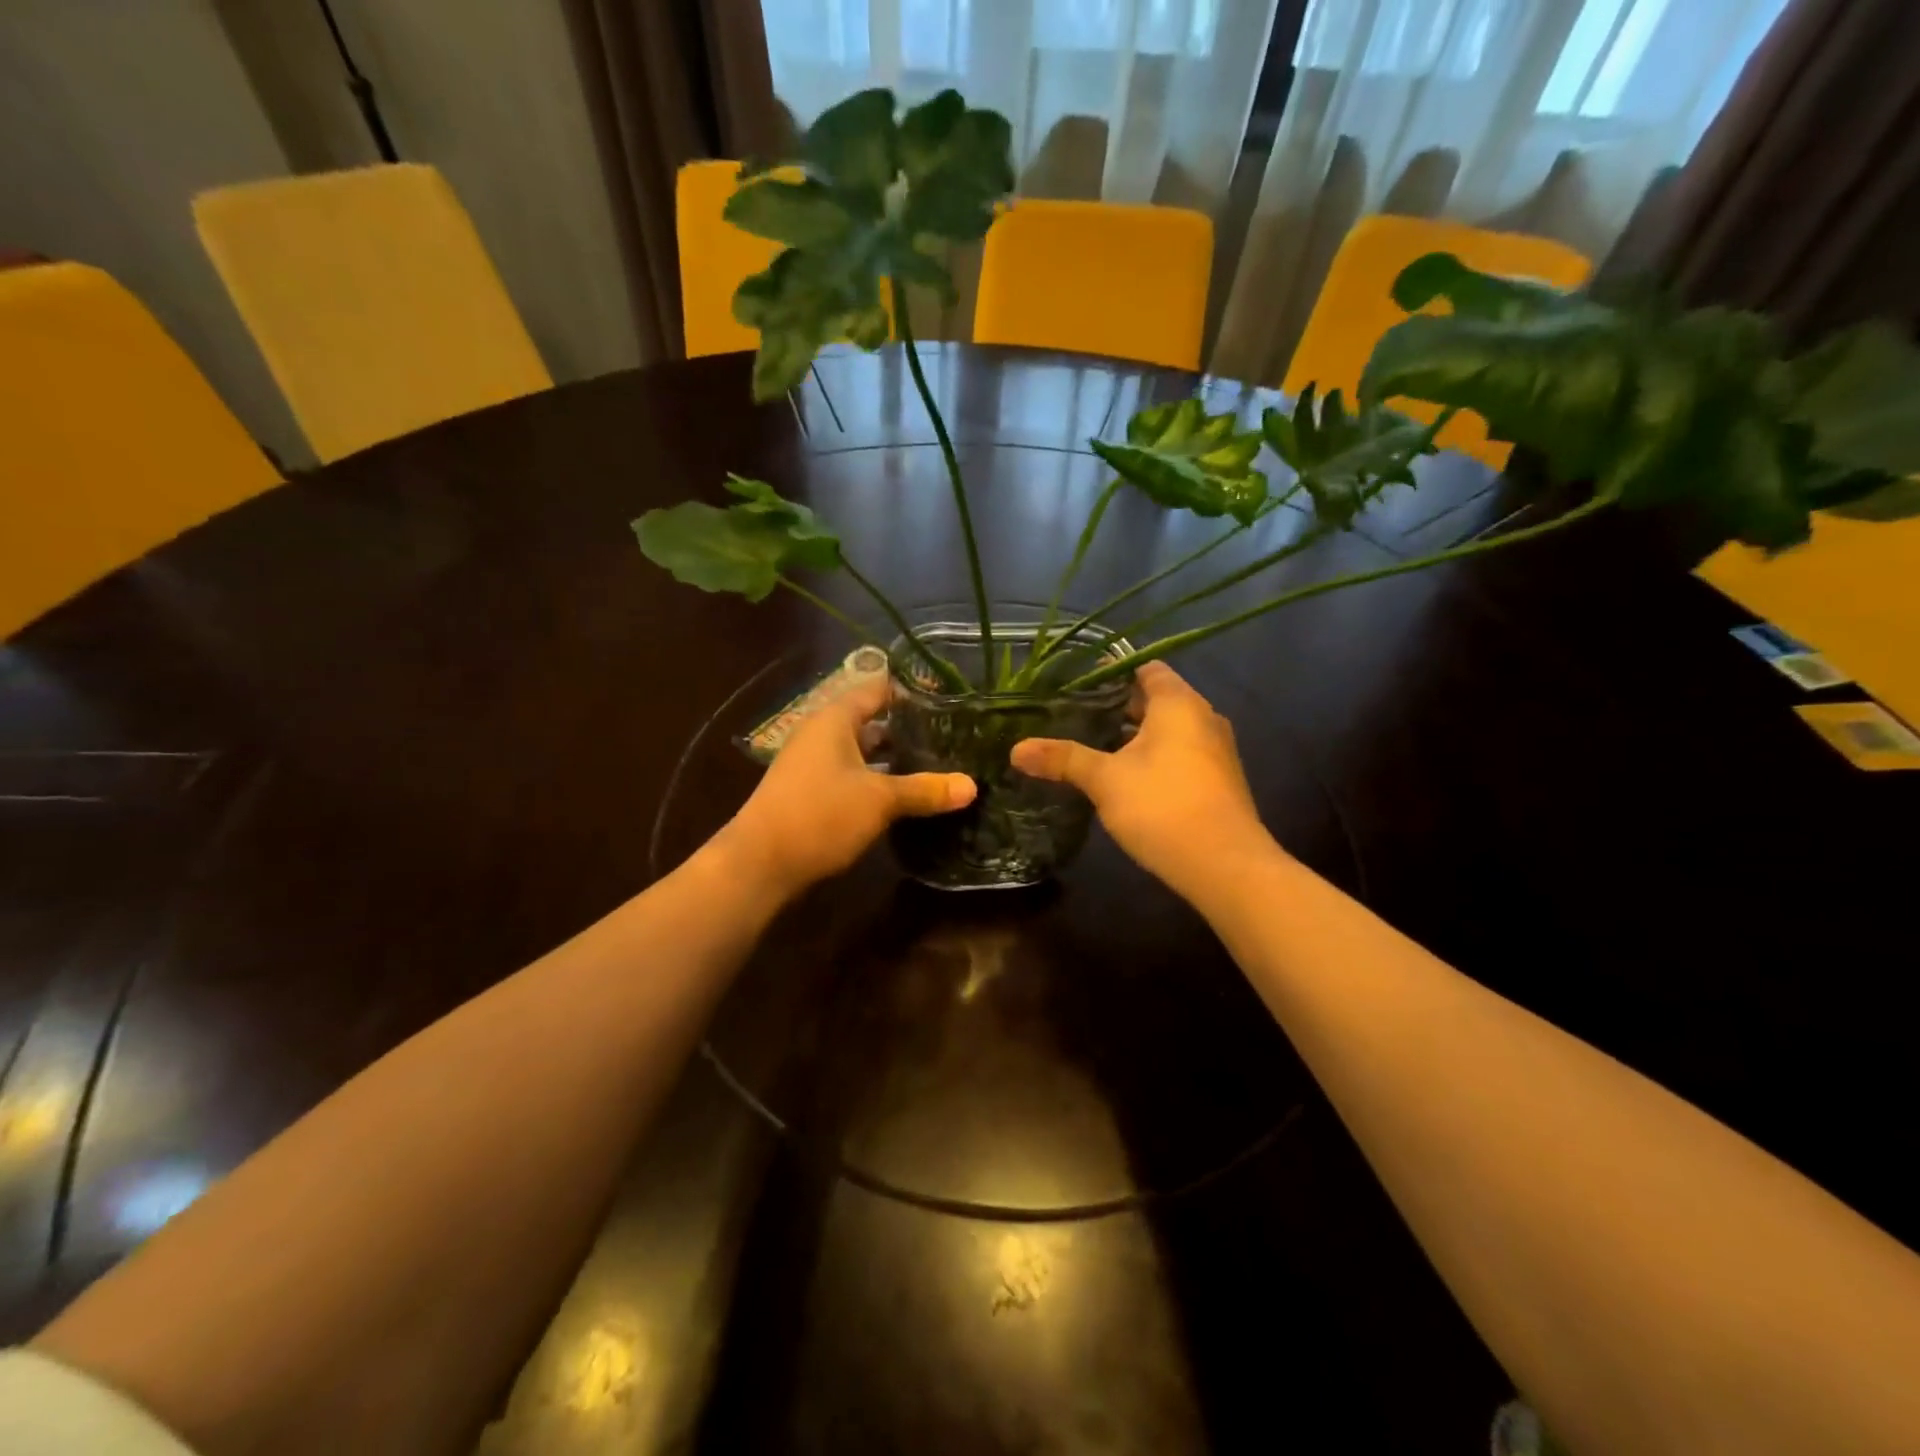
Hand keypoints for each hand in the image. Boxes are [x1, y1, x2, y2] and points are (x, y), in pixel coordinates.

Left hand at [714, 679, 975, 900]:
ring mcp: (815, 765)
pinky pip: (855, 776)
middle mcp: (823, 734)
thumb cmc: (820, 814)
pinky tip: (907, 796)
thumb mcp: (879, 800)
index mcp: (835, 719)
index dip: (912, 691)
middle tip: (954, 736)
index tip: (950, 699)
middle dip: (910, 729)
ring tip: (940, 764)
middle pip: (873, 721)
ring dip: (896, 759)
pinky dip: (880, 780)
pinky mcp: (813, 793)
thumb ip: (925, 790)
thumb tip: (972, 786)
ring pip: (865, 753)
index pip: (878, 689)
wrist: (760, 864)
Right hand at [1011, 662, 1272, 901]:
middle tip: (1071, 714)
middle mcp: (1202, 717)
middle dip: (1114, 706)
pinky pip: (1177, 754)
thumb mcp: (1105, 780)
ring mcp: (1214, 750)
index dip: (1110, 671)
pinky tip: (1121, 777)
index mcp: (1178, 703)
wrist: (1225, 866)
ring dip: (1131, 735)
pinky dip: (1150, 757)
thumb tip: (1016, 749)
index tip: (1074, 682)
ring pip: (1166, 730)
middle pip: (1154, 699)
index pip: (1144, 667)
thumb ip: (1063, 759)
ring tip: (1089, 744)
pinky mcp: (1216, 780)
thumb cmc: (1163, 807)